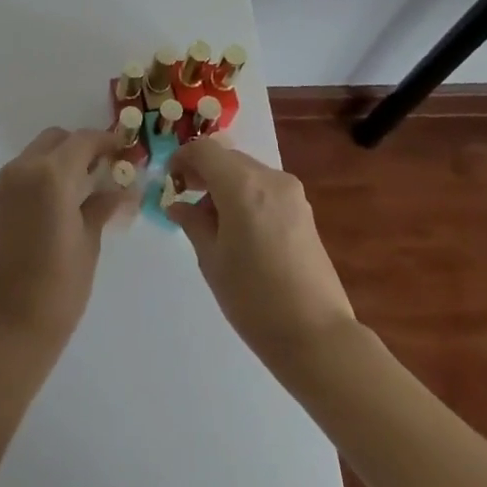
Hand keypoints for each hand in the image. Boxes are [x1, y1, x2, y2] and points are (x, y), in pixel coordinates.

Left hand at [0, 127, 131, 358]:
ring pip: (39, 152)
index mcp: (52, 175)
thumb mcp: (89, 242)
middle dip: (82, 147)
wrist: (8, 326)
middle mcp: (24, 168)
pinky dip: (45, 174)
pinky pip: (25, 171)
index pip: (84, 140)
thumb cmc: (58, 288)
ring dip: (62, 160)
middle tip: (106, 169)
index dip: (107, 141)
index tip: (126, 151)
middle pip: (58, 139)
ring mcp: (6, 183)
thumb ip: (103, 205)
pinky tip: (62, 201)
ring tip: (86, 188)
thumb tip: (124, 188)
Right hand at [167, 137, 359, 377]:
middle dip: (203, 172)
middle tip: (185, 200)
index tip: (169, 182)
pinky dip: (245, 195)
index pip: (204, 149)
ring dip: (224, 184)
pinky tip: (239, 230)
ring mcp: (292, 193)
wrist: (317, 336)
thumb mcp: (212, 260)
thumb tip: (178, 205)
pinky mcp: (304, 211)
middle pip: (227, 157)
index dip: (181, 158)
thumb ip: (192, 223)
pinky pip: (265, 188)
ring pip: (247, 172)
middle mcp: (270, 178)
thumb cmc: (254, 298)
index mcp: (242, 184)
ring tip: (211, 222)